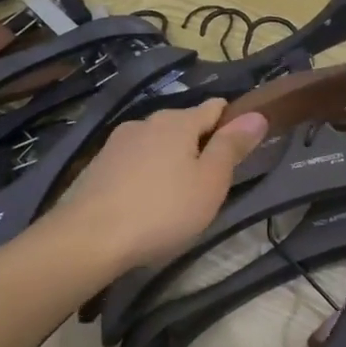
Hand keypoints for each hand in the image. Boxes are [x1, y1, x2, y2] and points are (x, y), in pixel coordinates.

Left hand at [59, 100, 268, 270]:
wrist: (87, 238)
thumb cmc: (162, 210)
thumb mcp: (210, 182)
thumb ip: (232, 146)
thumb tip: (257, 114)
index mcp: (178, 121)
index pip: (214, 107)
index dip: (231, 123)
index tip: (240, 149)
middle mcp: (146, 122)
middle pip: (184, 126)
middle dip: (199, 146)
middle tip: (210, 184)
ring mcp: (117, 143)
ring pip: (156, 144)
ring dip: (170, 161)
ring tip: (176, 197)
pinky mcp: (97, 166)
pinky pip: (133, 163)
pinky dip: (145, 175)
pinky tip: (145, 203)